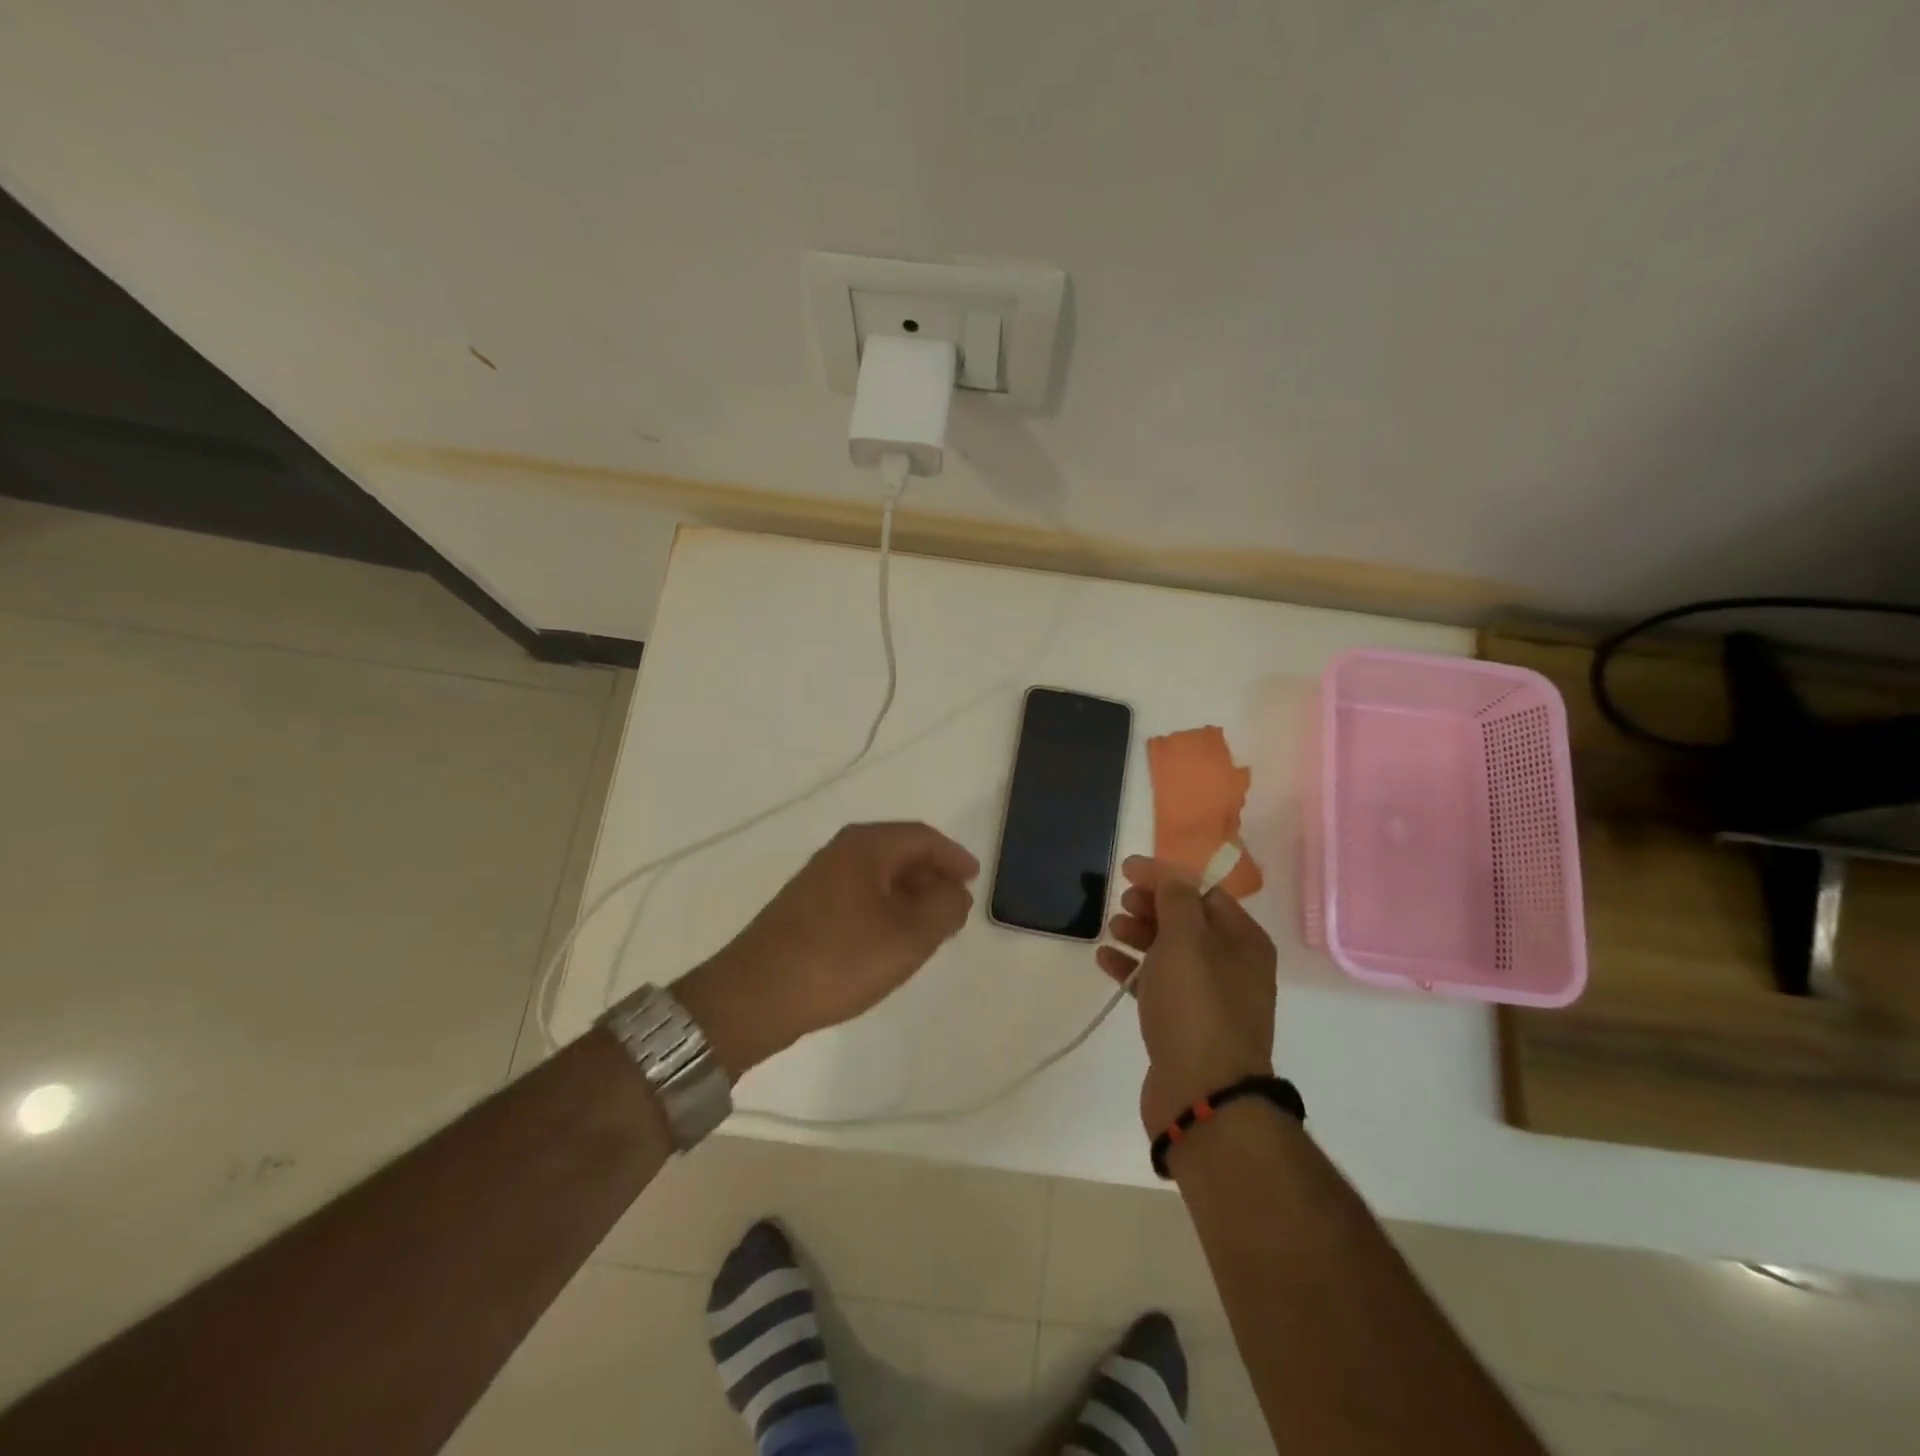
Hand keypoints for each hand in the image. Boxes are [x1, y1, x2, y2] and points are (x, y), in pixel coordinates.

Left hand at [673, 822, 978, 1076]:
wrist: (755, 996)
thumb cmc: (840, 959)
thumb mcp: (909, 936)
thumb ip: (944, 907)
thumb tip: (955, 891)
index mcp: (866, 846)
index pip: (922, 838)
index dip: (954, 857)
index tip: (974, 881)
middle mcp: (840, 852)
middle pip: (900, 853)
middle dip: (933, 877)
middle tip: (956, 909)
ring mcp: (819, 880)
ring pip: (879, 877)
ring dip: (910, 897)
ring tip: (931, 929)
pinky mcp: (806, 908)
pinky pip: (860, 896)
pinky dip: (885, 910)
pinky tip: (891, 941)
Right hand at [1098, 855, 1277, 1132]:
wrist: (1203, 1094)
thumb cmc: (1197, 1006)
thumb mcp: (1187, 939)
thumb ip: (1177, 898)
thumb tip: (1171, 875)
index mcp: (1243, 941)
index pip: (1203, 892)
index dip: (1165, 877)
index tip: (1126, 870)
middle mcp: (1233, 966)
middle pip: (1187, 921)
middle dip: (1152, 906)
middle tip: (1120, 901)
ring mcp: (1209, 998)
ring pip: (1171, 953)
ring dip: (1140, 934)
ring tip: (1111, 928)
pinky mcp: (1185, 1025)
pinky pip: (1157, 984)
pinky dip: (1133, 968)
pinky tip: (1105, 960)